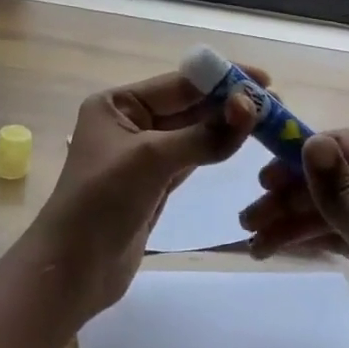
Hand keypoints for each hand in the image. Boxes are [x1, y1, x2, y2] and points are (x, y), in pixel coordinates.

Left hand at [23, 68, 260, 322]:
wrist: (73, 269)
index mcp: (116, 104)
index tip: (265, 80)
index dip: (221, 79)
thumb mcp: (151, 159)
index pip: (178, 84)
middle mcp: (128, 123)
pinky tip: (240, 143)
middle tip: (275, 105)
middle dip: (228, 103)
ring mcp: (141, 155)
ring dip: (225, 126)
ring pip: (192, 133)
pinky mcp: (153, 184)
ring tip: (267, 120)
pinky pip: (191, 158)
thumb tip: (249, 106)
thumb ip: (203, 134)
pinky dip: (215, 150)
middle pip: (187, 106)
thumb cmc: (102, 201)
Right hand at [240, 130, 348, 347]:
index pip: (342, 144)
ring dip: (295, 220)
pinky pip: (345, 233)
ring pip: (335, 208)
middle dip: (289, 194)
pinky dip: (315, 240)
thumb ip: (341, 193)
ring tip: (254, 244)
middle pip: (334, 177)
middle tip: (248, 221)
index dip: (298, 155)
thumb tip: (310, 140)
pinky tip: (282, 250)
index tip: (260, 180)